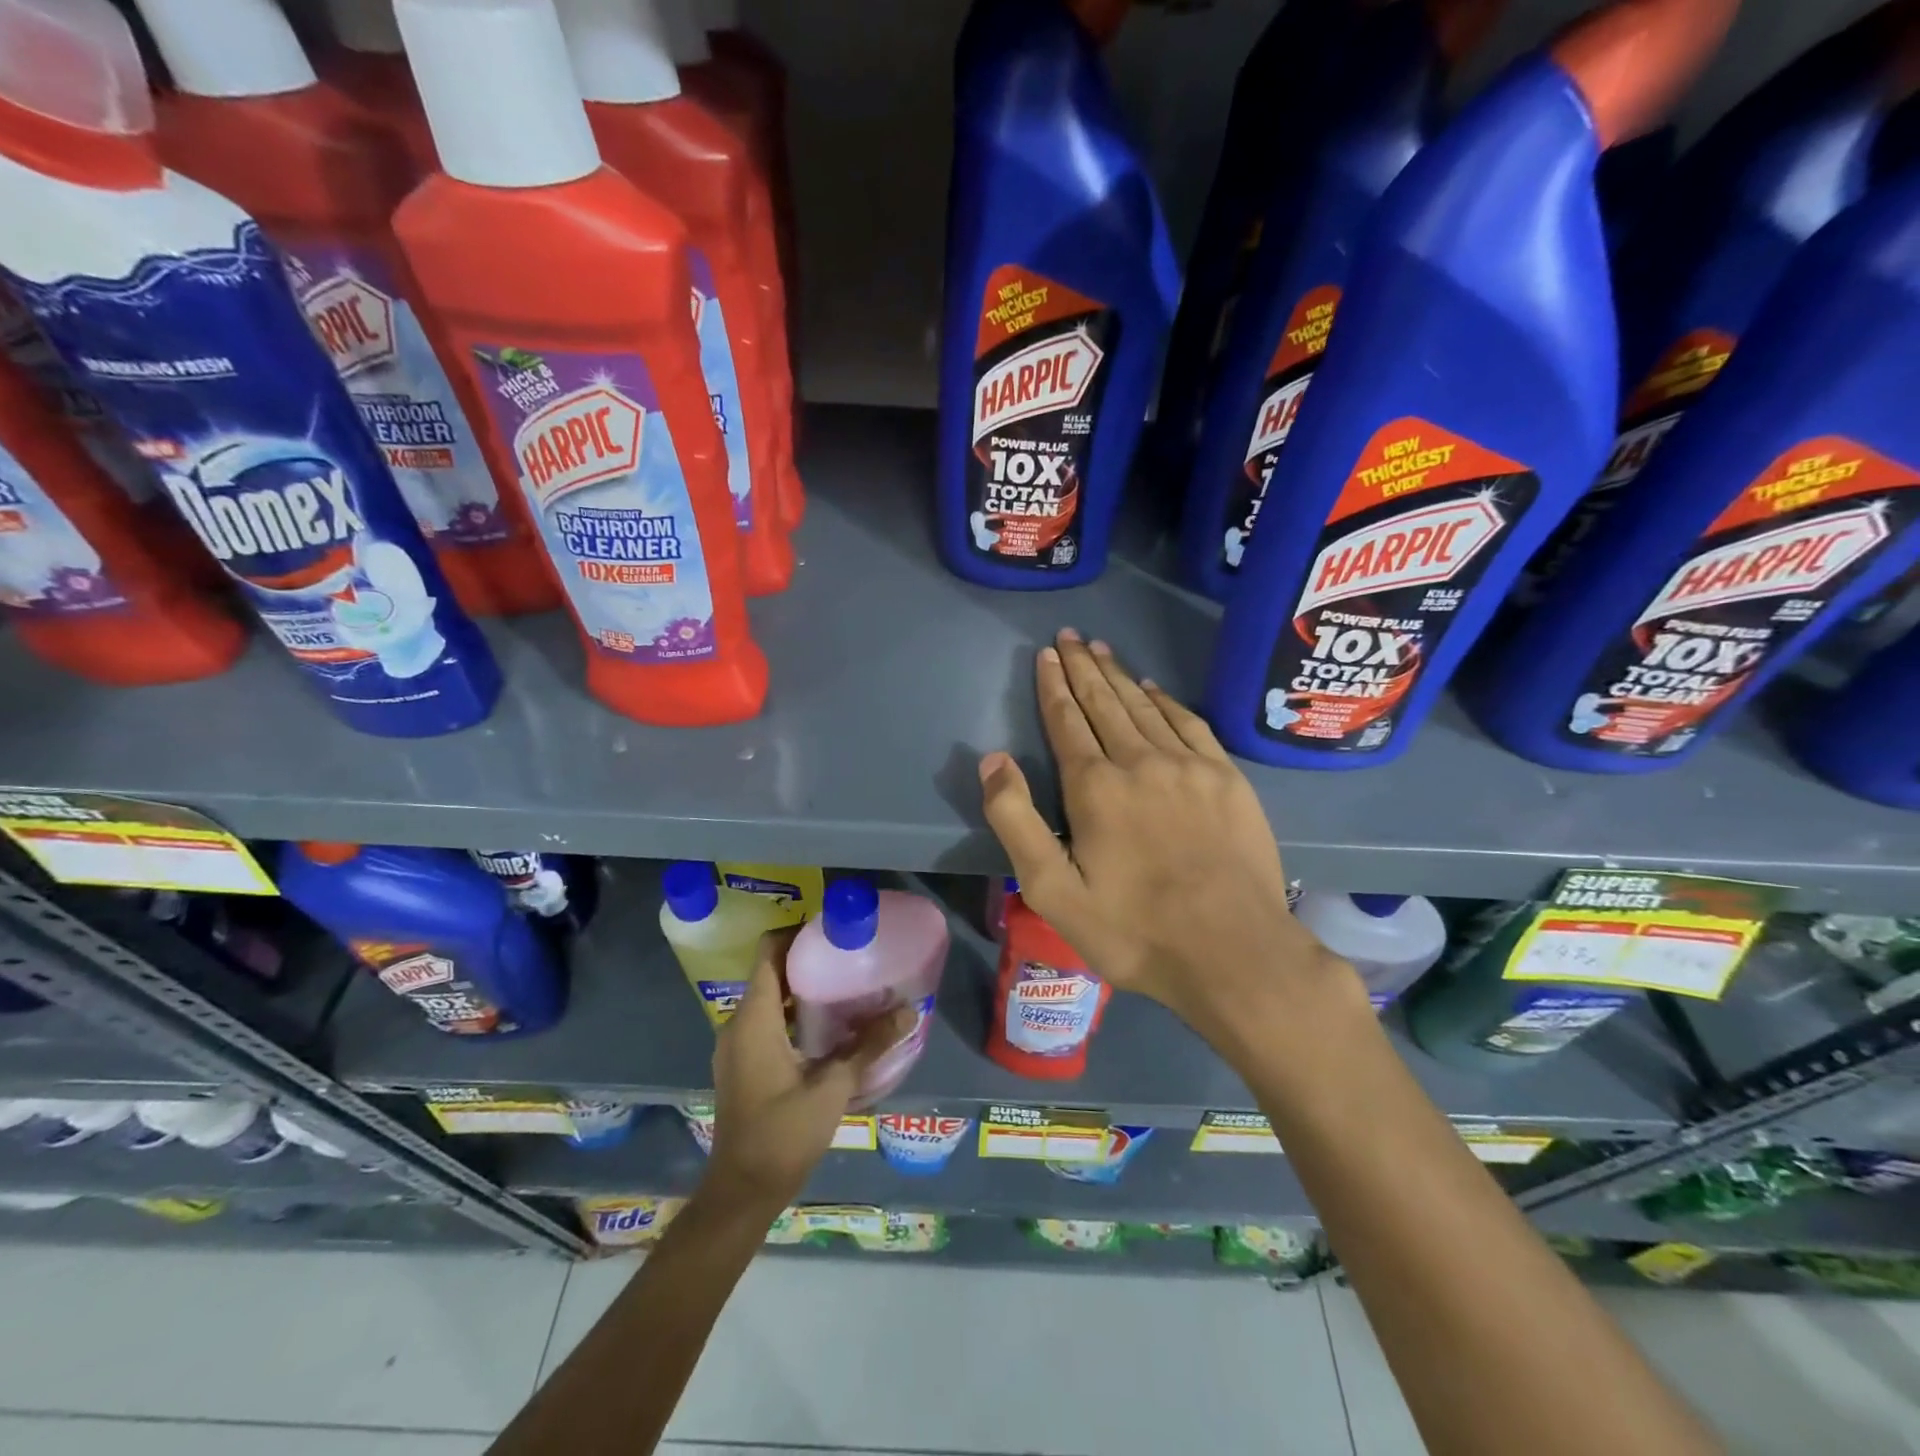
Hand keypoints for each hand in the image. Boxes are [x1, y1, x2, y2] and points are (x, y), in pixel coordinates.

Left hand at [705, 931, 912, 1211]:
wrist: (742, 1193)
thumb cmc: (782, 1134)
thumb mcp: (833, 1087)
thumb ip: (870, 1046)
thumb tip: (909, 1011)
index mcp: (754, 1018)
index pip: (768, 952)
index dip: (797, 933)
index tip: (833, 929)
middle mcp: (738, 1024)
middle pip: (770, 972)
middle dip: (807, 959)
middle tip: (849, 954)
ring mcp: (737, 1046)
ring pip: (769, 998)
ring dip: (802, 988)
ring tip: (845, 984)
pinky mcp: (742, 1065)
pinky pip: (766, 1021)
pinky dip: (793, 1013)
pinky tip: (827, 1026)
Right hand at [979, 629, 1358, 1037]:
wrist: (1234, 952)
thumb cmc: (1134, 929)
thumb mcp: (1052, 891)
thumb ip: (1016, 821)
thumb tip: (992, 759)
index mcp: (1095, 786)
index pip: (1067, 720)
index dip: (1054, 685)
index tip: (1046, 654)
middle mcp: (1140, 761)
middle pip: (1105, 701)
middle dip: (1083, 666)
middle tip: (1070, 636)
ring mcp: (1190, 766)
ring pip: (1145, 705)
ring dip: (1119, 675)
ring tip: (1102, 649)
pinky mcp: (1227, 778)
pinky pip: (1189, 723)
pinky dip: (1166, 700)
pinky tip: (1154, 688)